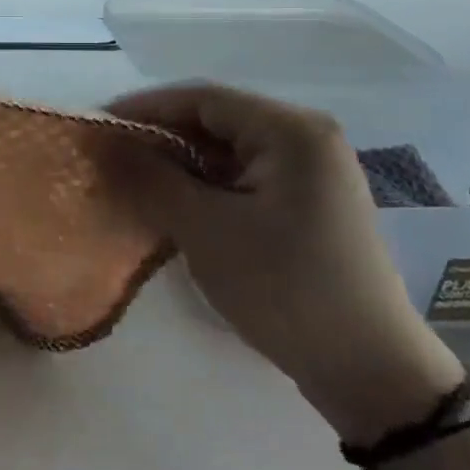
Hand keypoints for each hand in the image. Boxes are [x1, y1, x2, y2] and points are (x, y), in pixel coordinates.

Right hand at [108, 83, 462, 441]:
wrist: (369, 370)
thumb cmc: (283, 288)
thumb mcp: (205, 230)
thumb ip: (152, 178)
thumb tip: (109, 144)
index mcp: (291, 130)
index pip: (203, 98)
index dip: (146, 107)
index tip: (99, 125)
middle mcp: (307, 136)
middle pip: (218, 119)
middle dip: (162, 135)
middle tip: (112, 156)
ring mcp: (313, 170)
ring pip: (230, 149)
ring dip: (183, 161)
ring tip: (136, 179)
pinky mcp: (310, 201)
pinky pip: (246, 175)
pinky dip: (208, 183)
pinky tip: (178, 202)